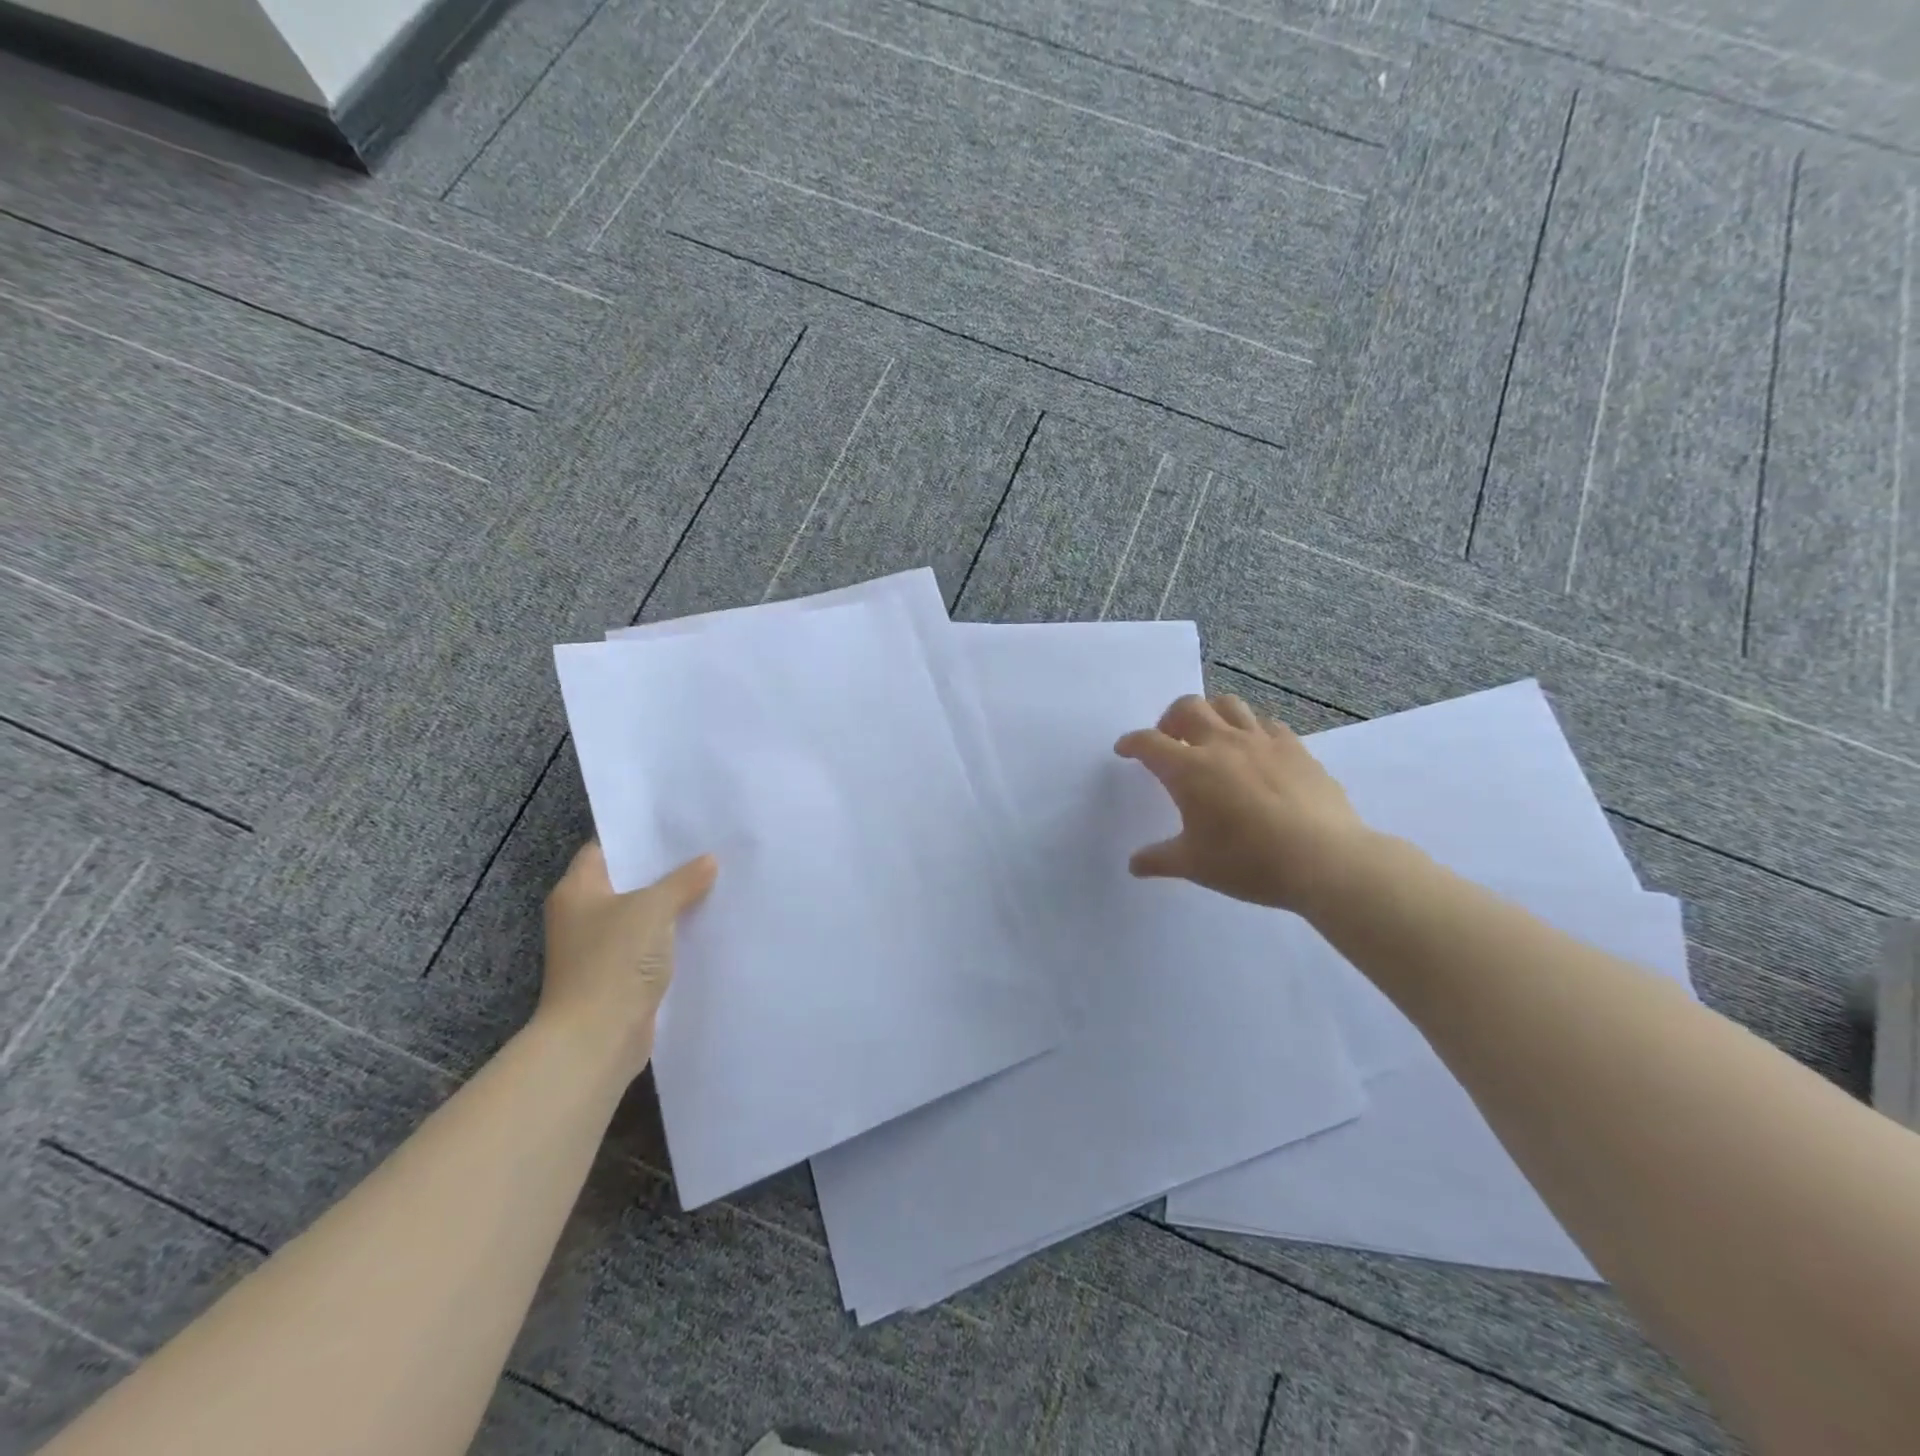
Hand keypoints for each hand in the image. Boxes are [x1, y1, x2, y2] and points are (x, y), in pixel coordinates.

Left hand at [539, 841, 717, 1080]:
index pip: (606, 848)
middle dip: (665, 869)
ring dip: (673, 903)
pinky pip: (650, 943)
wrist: (596, 1039)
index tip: (677, 825)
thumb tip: (708, 861)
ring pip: (643, 913)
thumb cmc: (614, 961)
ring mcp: (599, 947)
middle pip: (628, 881)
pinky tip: (705, 923)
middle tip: (706, 848)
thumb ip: (683, 881)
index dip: (639, 835)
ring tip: (715, 880)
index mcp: (578, 890)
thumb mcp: (653, 909)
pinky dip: (673, 934)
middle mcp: (583, 914)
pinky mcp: (618, 974)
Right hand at [1115, 694, 1373, 911]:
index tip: (1125, 749)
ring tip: (1210, 736)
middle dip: (1170, 718)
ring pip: (1228, 704)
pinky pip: (1267, 723)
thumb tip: (1134, 864)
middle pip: (1188, 707)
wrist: (1324, 860)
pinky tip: (1255, 751)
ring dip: (1210, 713)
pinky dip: (1251, 729)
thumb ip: (1159, 859)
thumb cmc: (1248, 862)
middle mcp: (1221, 744)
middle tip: (1169, 740)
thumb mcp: (1194, 865)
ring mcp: (1262, 741)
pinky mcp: (1295, 748)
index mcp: (1189, 769)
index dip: (1132, 743)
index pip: (1149, 742)